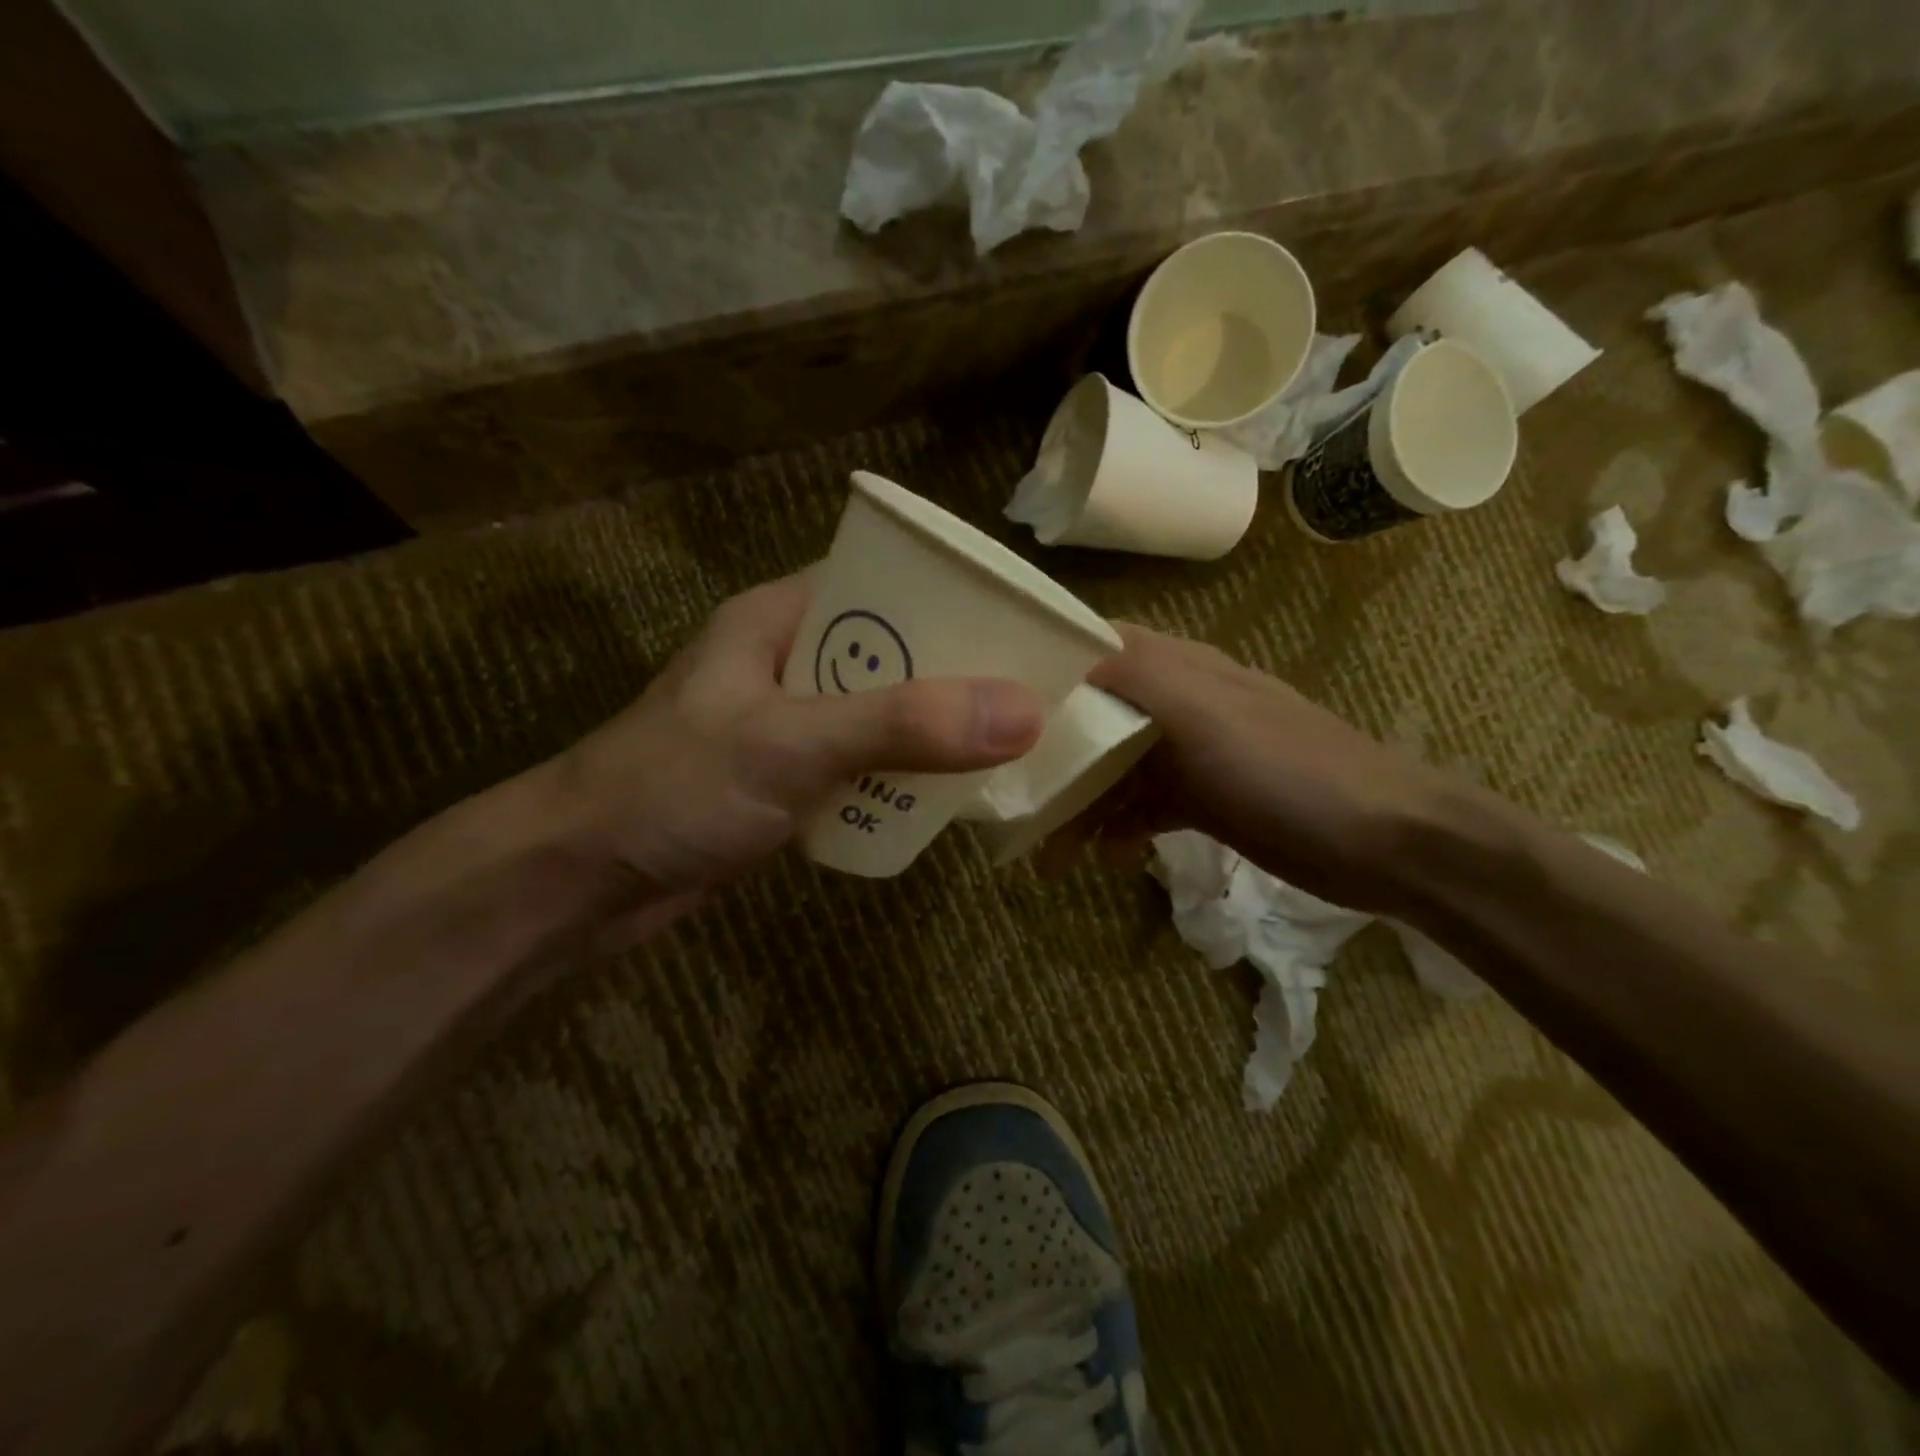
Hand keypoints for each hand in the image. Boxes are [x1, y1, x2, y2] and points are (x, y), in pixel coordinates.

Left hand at [553, 573, 1044, 907]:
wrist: (580, 883)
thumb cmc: (673, 789)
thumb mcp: (791, 744)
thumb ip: (905, 725)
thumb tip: (1025, 711)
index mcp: (783, 619)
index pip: (888, 582)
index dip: (957, 597)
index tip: (1026, 624)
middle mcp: (792, 662)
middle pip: (897, 654)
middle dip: (960, 674)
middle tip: (1035, 694)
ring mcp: (792, 726)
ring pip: (887, 715)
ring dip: (938, 732)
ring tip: (1013, 743)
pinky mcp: (790, 782)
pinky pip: (867, 767)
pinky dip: (906, 778)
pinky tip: (951, 794)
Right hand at [1044, 623, 1449, 915]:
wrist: (1382, 841)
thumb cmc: (1285, 769)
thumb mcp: (1203, 711)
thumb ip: (1134, 674)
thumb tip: (1066, 655)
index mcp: (1175, 667)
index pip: (1093, 646)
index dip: (1044, 665)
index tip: (991, 699)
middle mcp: (1176, 702)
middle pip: (1093, 715)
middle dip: (1051, 753)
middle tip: (1008, 795)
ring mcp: (1190, 754)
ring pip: (1113, 769)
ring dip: (1079, 804)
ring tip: (1049, 853)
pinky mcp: (1203, 800)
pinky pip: (1142, 808)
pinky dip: (1119, 830)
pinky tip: (1109, 858)